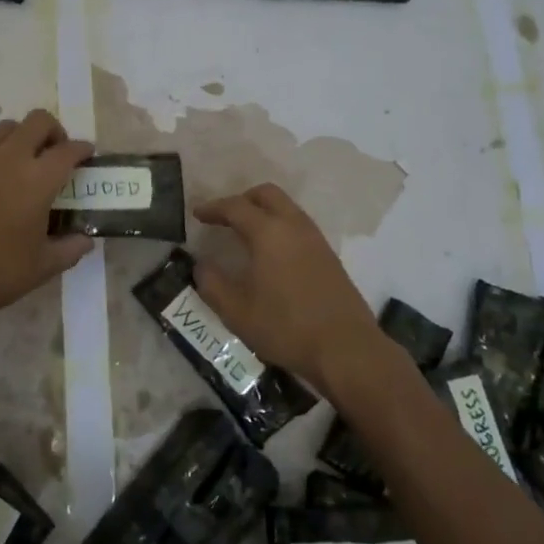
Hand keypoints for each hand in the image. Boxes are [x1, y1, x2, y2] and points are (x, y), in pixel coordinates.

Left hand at [0, 108, 93, 328]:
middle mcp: (9, 160)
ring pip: (7, 128)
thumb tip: (86, 240)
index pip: (67, 150)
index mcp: (37, 181)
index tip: (87, 156)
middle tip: (55, 153)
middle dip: (54, 131)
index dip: (82, 150)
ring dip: (23, 137)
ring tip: (24, 161)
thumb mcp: (44, 266)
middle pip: (38, 121)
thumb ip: (71, 248)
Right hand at [193, 183, 390, 400]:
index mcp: (269, 233)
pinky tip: (272, 254)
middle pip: (267, 194)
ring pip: (287, 208)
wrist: (346, 348)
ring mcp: (316, 239)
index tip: (197, 214)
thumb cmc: (286, 327)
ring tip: (246, 234)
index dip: (214, 208)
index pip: (236, 207)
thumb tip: (201, 266)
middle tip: (224, 218)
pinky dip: (280, 227)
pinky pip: (299, 226)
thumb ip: (212, 284)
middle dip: (242, 199)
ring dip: (264, 212)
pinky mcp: (329, 256)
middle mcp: (294, 226)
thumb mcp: (237, 311)